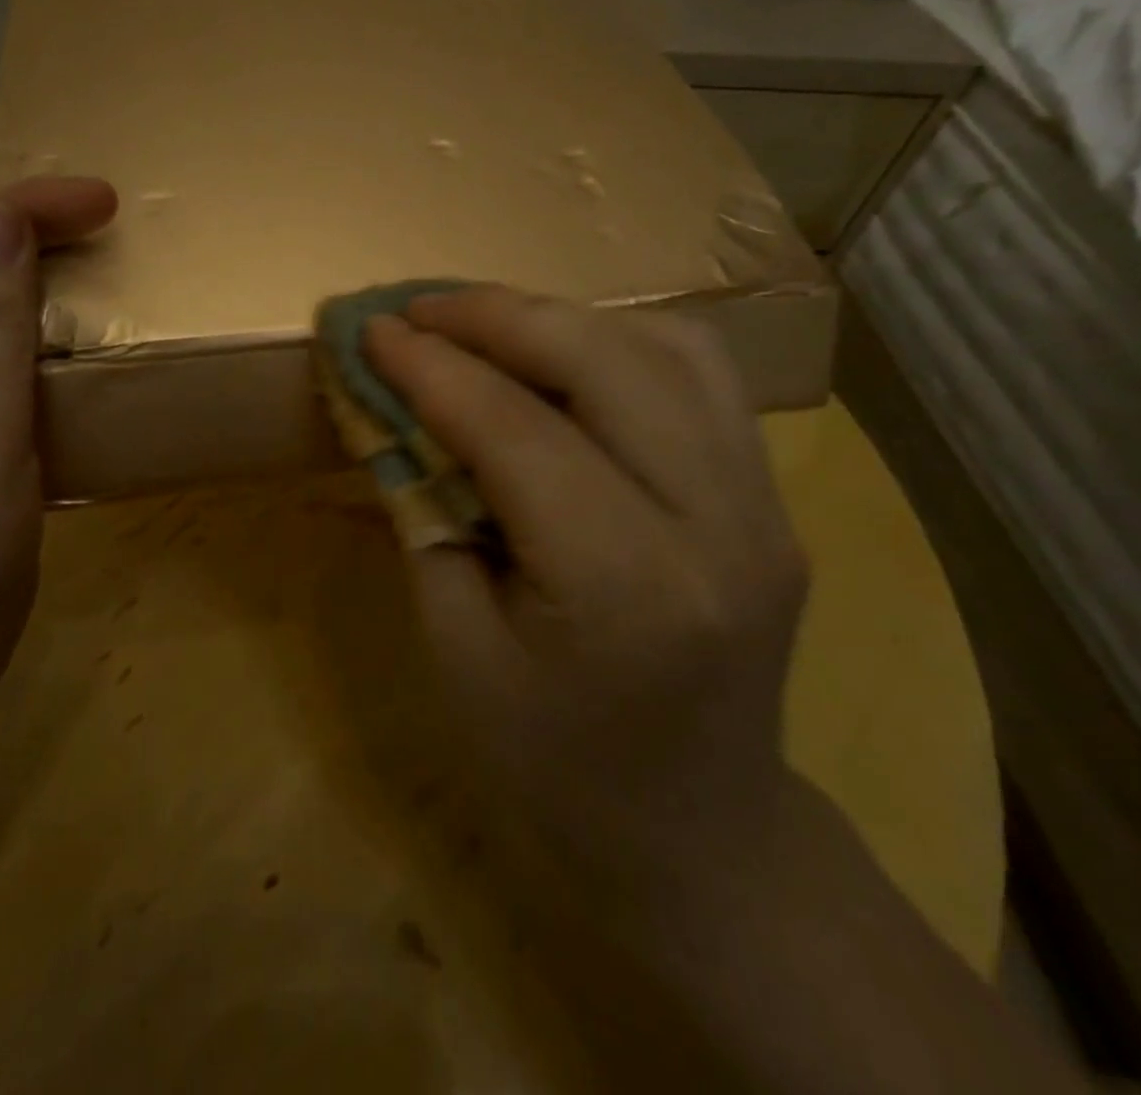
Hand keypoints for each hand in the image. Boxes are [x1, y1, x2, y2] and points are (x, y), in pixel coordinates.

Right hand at [363, 286, 809, 879]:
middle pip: (604, 362)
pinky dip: (617, 341)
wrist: (697, 832)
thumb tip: (392, 410)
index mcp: (626, 588)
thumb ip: (423, 515)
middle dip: (496, 315)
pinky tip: (561, 352)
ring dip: (558, 317)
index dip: (432, 369)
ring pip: (664, 347)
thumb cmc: (554, 764)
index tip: (369, 330)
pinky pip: (699, 376)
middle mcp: (717, 525)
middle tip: (418, 307)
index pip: (516, 431)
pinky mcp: (772, 496)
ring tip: (480, 322)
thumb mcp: (456, 649)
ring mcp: (764, 503)